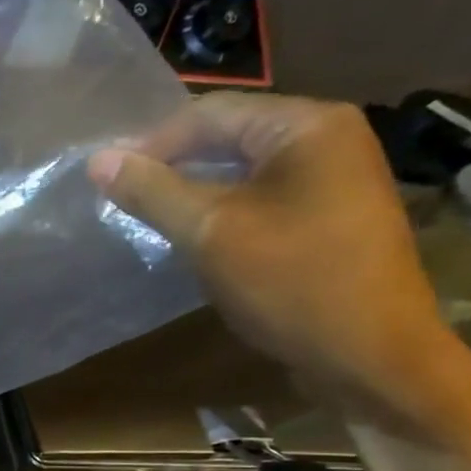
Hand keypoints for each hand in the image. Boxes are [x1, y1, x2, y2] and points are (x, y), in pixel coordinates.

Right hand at [88, 92, 470, 438]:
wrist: (372, 357)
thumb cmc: (292, 283)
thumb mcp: (210, 232)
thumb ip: (152, 191)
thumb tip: (99, 160)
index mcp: (308, 125)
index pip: (210, 113)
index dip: (150, 143)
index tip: (104, 179)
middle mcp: (328, 138)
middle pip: (229, 136)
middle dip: (171, 165)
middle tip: (119, 198)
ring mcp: (334, 178)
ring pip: (241, 170)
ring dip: (191, 190)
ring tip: (146, 217)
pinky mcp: (328, 216)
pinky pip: (260, 197)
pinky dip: (220, 210)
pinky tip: (192, 236)